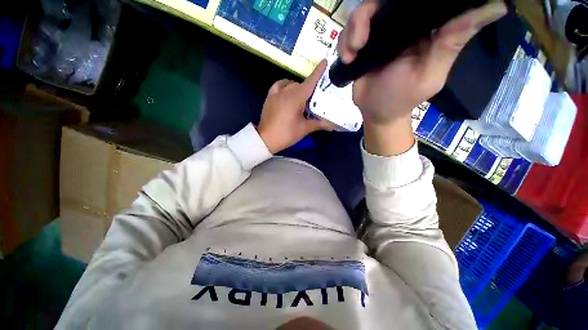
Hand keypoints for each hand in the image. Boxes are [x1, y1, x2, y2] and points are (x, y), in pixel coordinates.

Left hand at [258, 60, 333, 153]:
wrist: (266, 139)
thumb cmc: (286, 134)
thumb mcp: (304, 129)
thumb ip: (318, 124)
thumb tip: (333, 125)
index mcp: (296, 98)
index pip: (310, 82)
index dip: (318, 72)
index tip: (325, 62)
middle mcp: (286, 91)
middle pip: (301, 84)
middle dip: (309, 88)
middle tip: (315, 98)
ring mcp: (276, 93)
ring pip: (290, 84)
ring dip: (298, 87)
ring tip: (302, 97)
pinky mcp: (270, 97)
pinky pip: (279, 85)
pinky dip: (285, 85)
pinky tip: (288, 91)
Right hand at [339, 0, 506, 154]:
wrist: (376, 112)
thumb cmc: (403, 97)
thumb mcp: (431, 73)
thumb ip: (454, 41)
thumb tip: (498, 6)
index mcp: (425, 26)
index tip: (399, 4)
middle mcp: (401, 24)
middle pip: (383, 0)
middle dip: (367, 14)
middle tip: (361, 40)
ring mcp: (378, 34)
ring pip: (363, 13)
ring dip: (353, 30)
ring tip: (353, 52)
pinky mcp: (361, 46)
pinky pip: (348, 33)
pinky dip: (344, 42)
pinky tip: (347, 58)